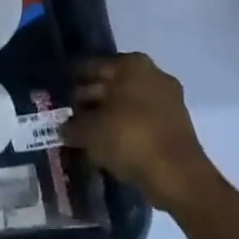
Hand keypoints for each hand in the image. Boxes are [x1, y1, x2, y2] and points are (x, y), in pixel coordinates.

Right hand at [63, 53, 214, 212]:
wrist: (177, 175)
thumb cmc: (129, 138)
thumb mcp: (89, 132)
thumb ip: (72, 126)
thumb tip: (63, 128)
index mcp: (131, 64)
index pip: (92, 66)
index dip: (74, 82)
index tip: (61, 96)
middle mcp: (152, 73)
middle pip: (112, 84)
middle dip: (93, 99)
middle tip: (73, 116)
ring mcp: (168, 99)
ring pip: (129, 104)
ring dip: (110, 117)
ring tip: (90, 135)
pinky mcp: (177, 125)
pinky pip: (143, 121)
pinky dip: (128, 130)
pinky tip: (112, 145)